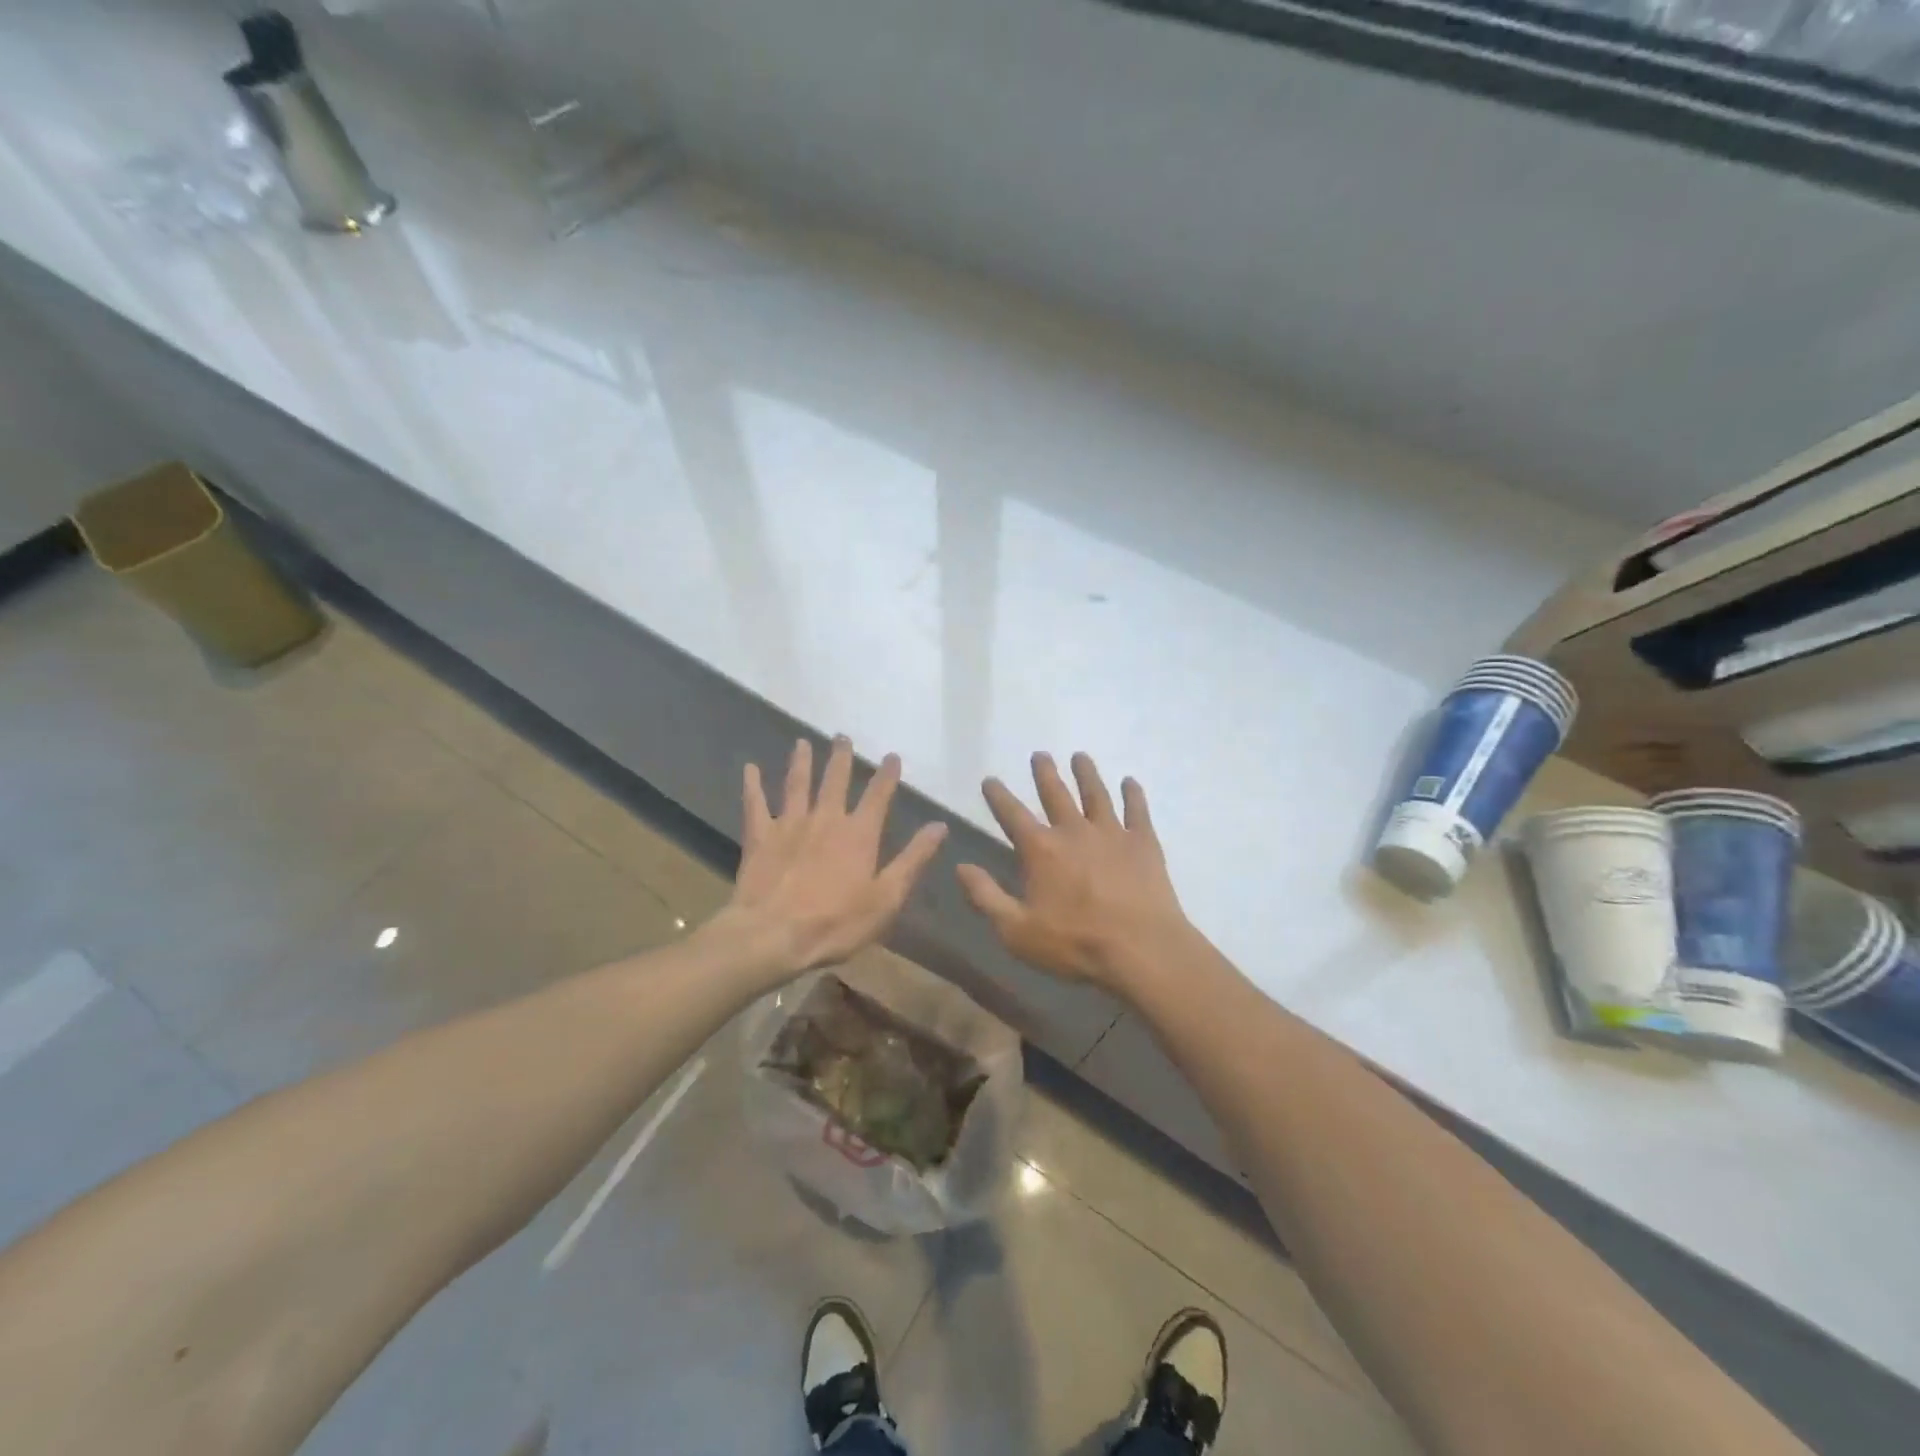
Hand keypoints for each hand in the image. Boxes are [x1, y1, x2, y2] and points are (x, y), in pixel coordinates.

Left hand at [723, 737, 947, 975]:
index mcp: (859, 834)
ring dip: (801, 761)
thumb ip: (913, 859)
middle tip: (842, 736)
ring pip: (797, 784)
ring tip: (802, 742)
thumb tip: (939, 826)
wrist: (773, 935)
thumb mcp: (887, 897)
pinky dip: (753, 785)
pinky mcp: (760, 837)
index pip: (878, 796)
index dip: (887, 775)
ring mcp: (790, 824)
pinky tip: (750, 768)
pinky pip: (755, 804)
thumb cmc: (836, 923)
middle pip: (835, 780)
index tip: (892, 756)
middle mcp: (826, 819)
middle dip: (841, 758)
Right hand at [956, 752, 1192, 994]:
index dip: (998, 796)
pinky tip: (1130, 782)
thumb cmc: (1075, 944)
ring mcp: (1111, 833)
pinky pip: (1137, 810)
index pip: (1012, 814)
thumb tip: (960, 866)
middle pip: (1055, 793)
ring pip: (1096, 794)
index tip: (990, 779)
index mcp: (1041, 850)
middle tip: (1040, 754)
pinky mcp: (1143, 843)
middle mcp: (1073, 831)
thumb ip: (985, 896)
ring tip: (1080, 756)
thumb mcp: (1016, 931)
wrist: (1141, 950)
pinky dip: (1133, 794)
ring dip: (1086, 773)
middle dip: (1045, 773)